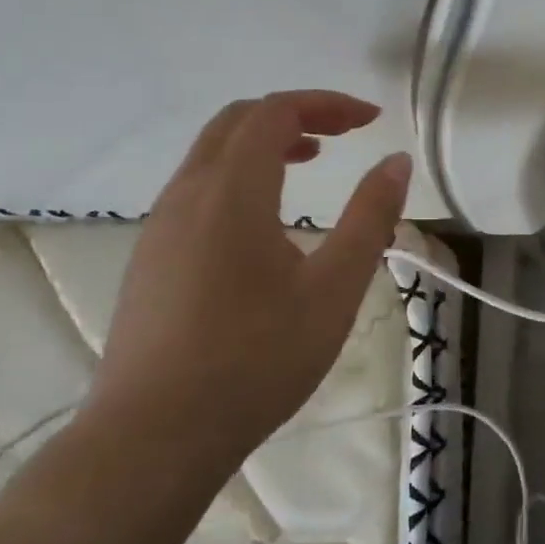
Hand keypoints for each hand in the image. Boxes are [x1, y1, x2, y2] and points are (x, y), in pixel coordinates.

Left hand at [88, 91, 411, 470]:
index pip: (276, 113)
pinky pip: (196, 189)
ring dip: (263, 144)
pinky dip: (238, 175)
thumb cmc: (257, 359)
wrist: (153, 438)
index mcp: (232, 192)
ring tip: (310, 164)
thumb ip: (370, 218)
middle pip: (236, 122)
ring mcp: (159, 228)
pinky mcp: (148, 260)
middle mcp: (186, 195)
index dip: (328, 104)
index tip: (372, 121)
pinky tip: (264, 222)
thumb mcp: (334, 288)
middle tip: (343, 134)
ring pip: (210, 155)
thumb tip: (396, 162)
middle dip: (294, 115)